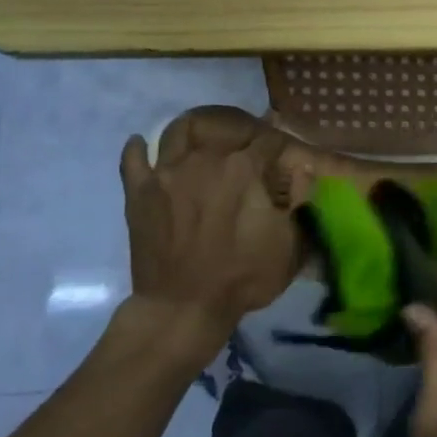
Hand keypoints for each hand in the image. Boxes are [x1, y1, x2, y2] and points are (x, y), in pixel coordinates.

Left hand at [119, 132, 300, 339]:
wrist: (183, 307)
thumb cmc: (243, 277)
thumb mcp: (290, 245)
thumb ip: (301, 201)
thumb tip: (303, 169)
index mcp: (243, 169)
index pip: (268, 140)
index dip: (279, 143)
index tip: (284, 152)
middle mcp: (204, 159)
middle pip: (225, 129)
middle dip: (242, 134)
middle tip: (249, 148)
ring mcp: (166, 173)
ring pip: (178, 131)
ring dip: (194, 130)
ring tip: (202, 139)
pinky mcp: (138, 192)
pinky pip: (133, 159)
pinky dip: (139, 148)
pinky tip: (144, 145)